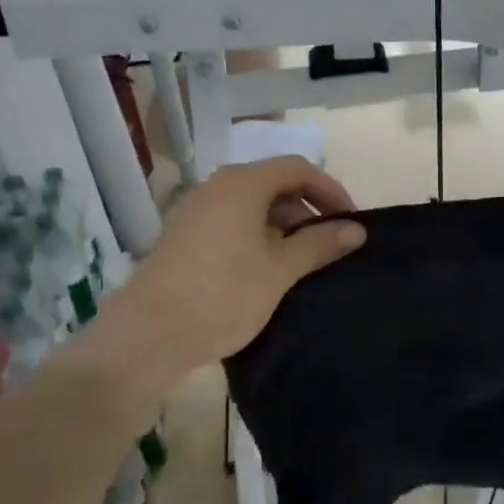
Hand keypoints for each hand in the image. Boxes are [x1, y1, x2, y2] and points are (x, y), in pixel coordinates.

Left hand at [98, 156, 364, 377]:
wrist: (147, 335)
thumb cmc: (222, 295)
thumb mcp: (280, 270)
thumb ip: (319, 244)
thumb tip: (356, 230)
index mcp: (242, 184)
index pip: (298, 168)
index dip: (330, 190)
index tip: (350, 222)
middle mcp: (217, 186)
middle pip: (274, 183)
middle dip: (307, 208)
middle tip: (329, 244)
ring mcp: (195, 210)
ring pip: (252, 204)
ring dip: (283, 225)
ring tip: (302, 261)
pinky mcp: (183, 236)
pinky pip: (231, 221)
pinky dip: (257, 235)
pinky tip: (267, 269)